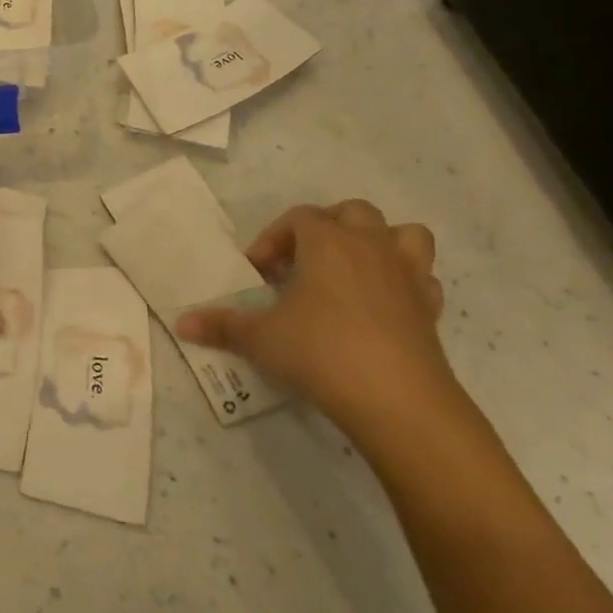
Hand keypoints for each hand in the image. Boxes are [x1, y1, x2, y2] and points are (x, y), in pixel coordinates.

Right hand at [176, 199, 464, 441]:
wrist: (398, 400)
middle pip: (351, 212)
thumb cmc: (321, 352)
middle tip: (302, 263)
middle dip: (325, 228)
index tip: (258, 272)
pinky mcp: (430, 308)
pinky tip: (383, 306)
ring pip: (403, 233)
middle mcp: (370, 246)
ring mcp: (407, 274)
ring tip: (352, 271)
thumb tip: (181, 322)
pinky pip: (421, 278)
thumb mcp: (261, 339)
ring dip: (378, 243)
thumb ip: (222, 326)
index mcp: (327, 242)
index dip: (273, 239)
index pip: (298, 218)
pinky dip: (403, 283)